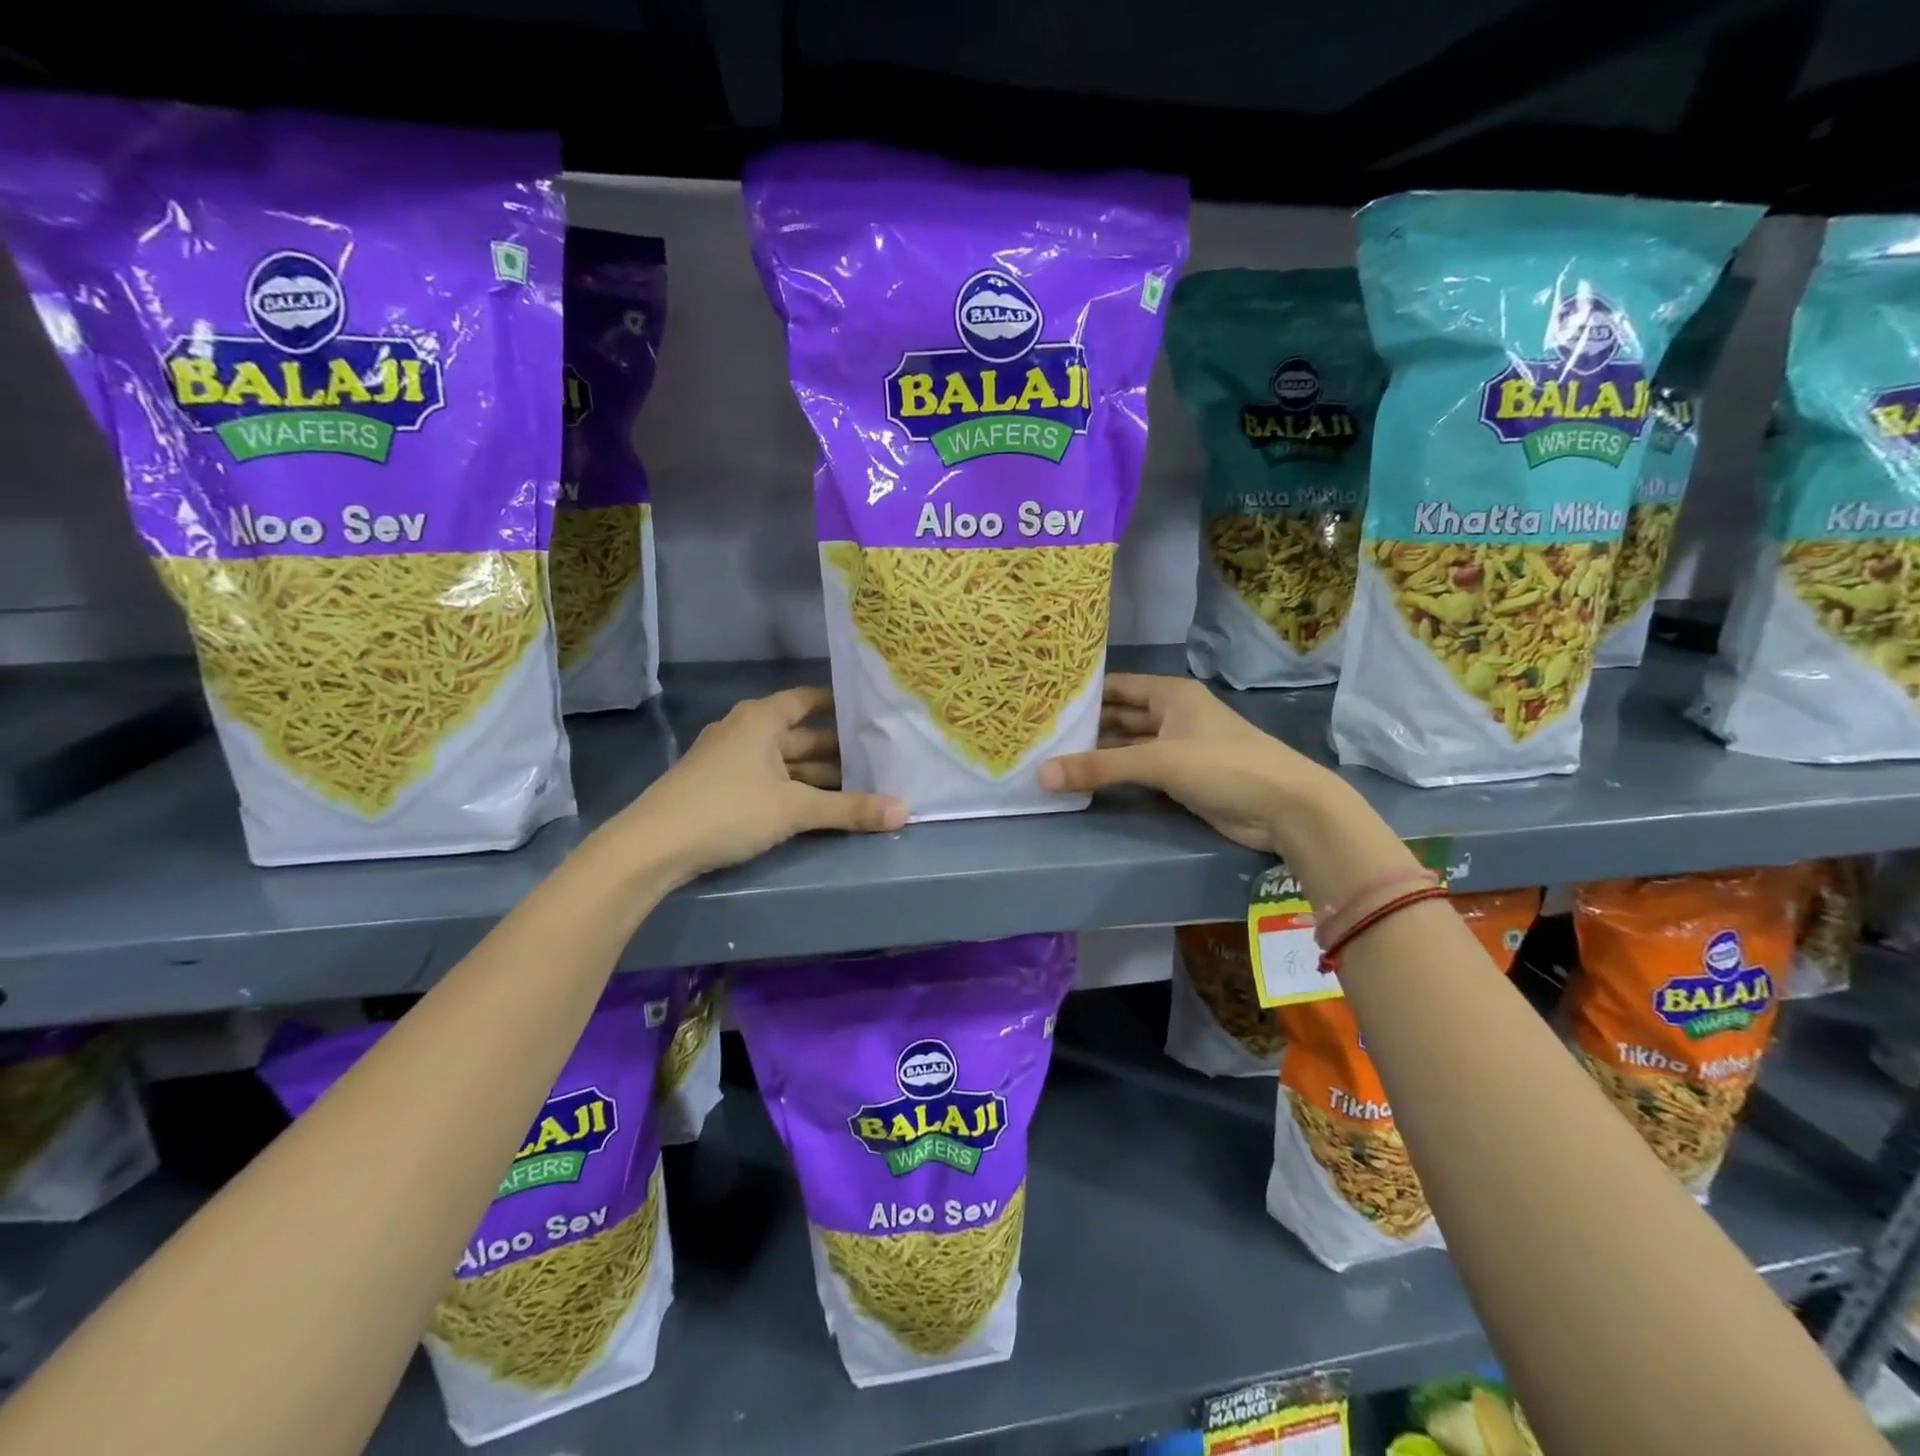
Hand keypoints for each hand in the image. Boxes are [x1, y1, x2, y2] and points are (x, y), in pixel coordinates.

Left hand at [611, 686, 905, 879]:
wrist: (652, 847)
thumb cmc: (728, 809)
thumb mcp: (795, 808)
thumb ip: (850, 809)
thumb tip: (905, 812)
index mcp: (761, 718)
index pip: (808, 699)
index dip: (839, 704)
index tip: (872, 714)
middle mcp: (745, 731)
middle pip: (801, 735)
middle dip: (838, 749)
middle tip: (880, 758)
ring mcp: (729, 760)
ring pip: (786, 762)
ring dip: (818, 775)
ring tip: (861, 786)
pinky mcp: (720, 789)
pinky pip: (770, 780)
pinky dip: (795, 790)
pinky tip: (819, 807)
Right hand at [1038, 674, 1332, 854]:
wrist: (1285, 808)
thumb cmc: (1223, 765)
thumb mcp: (1158, 761)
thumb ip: (1100, 767)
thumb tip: (1041, 774)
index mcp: (1171, 695)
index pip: (1117, 686)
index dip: (1084, 692)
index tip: (1045, 701)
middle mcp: (1172, 715)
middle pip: (1120, 716)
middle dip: (1086, 725)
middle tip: (1041, 734)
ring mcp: (1178, 747)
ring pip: (1128, 745)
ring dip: (1098, 752)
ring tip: (1052, 756)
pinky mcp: (1182, 778)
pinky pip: (1139, 771)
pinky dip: (1116, 774)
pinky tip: (1086, 780)